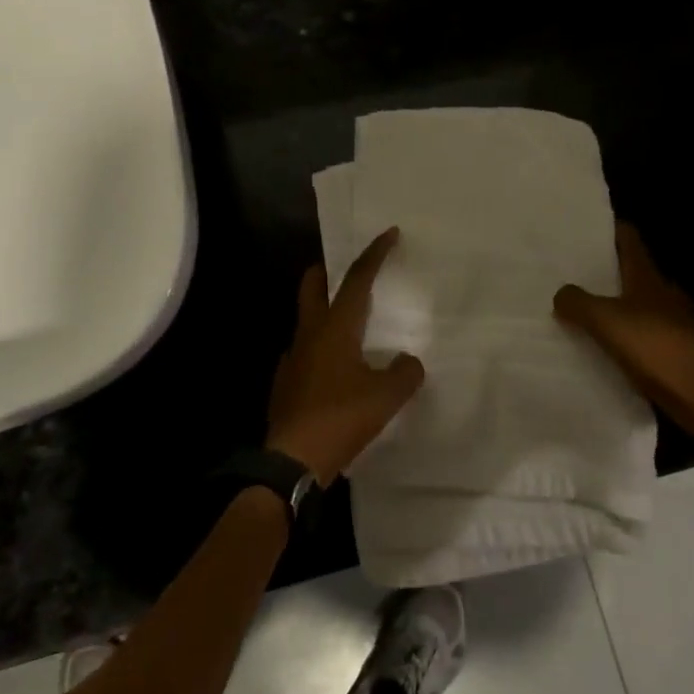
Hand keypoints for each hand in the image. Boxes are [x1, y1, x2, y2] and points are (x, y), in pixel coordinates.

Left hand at [266, 227, 425, 484]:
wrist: (291, 461)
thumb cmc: (340, 419)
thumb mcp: (385, 398)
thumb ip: (403, 374)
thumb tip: (409, 362)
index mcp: (335, 328)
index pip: (357, 279)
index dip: (374, 254)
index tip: (389, 233)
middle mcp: (310, 334)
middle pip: (313, 286)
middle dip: (328, 270)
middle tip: (345, 268)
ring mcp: (292, 358)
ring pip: (306, 318)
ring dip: (323, 310)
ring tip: (348, 322)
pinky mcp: (285, 382)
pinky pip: (303, 352)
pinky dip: (318, 348)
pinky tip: (333, 368)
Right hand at [554, 222, 693, 439]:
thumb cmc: (654, 348)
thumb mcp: (605, 322)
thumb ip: (577, 303)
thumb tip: (561, 293)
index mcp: (649, 278)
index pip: (631, 241)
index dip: (612, 231)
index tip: (589, 227)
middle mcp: (666, 293)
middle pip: (636, 271)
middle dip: (610, 269)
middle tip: (578, 271)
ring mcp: (678, 321)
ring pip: (642, 302)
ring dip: (619, 302)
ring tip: (589, 309)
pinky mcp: (680, 349)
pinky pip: (647, 331)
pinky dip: (630, 331)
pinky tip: (613, 344)